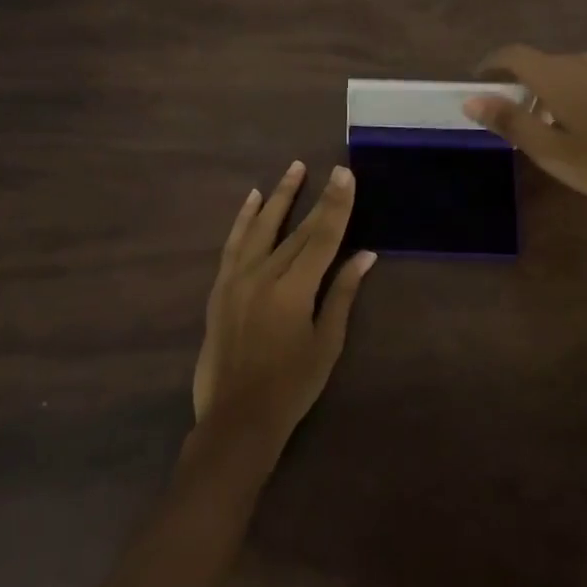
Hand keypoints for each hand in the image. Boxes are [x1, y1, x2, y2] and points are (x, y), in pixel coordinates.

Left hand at [192, 161, 376, 445]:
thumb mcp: (326, 343)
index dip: (337, 205)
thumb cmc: (291, 386)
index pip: (324, 237)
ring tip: (295, 168)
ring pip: (263, 226)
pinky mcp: (221, 286)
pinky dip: (244, 218)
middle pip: (299, 229)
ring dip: (281, 196)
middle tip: (334, 169)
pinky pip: (234, 243)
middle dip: (319, 197)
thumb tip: (365, 256)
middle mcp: (265, 275)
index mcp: (295, 289)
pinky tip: (253, 198)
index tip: (346, 175)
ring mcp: (238, 278)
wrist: (236, 418)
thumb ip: (342, 294)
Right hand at [465, 45, 586, 207]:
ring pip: (562, 72)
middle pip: (537, 63)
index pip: (512, 55)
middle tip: (507, 115)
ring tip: (541, 126)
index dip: (490, 66)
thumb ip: (510, 121)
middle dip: (516, 84)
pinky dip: (568, 94)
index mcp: (554, 75)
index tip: (476, 83)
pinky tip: (578, 127)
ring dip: (543, 91)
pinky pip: (584, 80)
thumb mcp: (550, 150)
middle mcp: (579, 63)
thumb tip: (472, 99)